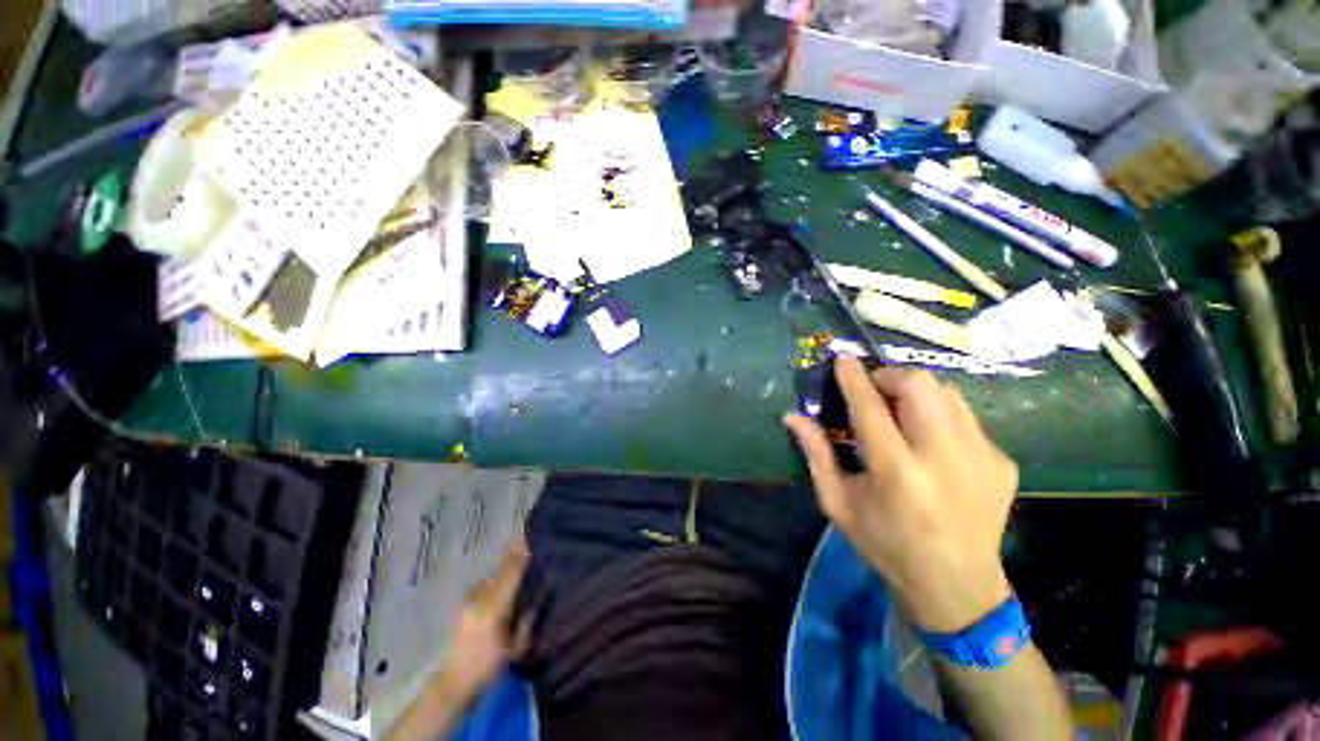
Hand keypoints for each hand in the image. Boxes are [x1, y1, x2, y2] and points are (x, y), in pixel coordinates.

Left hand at [436, 541, 531, 704]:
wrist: (452, 684)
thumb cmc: (488, 669)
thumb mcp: (516, 649)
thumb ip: (528, 619)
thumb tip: (541, 594)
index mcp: (495, 608)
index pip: (512, 573)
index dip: (523, 554)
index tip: (533, 536)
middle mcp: (481, 599)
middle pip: (502, 569)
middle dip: (516, 553)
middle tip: (530, 537)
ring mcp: (471, 601)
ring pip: (493, 575)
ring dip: (507, 563)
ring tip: (521, 551)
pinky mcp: (466, 605)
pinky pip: (486, 583)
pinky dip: (498, 575)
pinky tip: (505, 575)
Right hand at [784, 355, 1017, 632]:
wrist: (958, 586)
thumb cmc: (885, 545)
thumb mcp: (837, 503)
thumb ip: (816, 455)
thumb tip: (793, 417)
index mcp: (896, 473)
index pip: (871, 408)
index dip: (853, 377)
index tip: (842, 358)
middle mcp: (944, 458)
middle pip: (921, 386)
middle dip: (890, 377)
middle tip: (875, 392)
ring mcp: (982, 458)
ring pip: (948, 392)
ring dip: (917, 392)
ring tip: (902, 412)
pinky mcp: (1002, 462)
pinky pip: (966, 417)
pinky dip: (940, 416)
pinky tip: (930, 442)